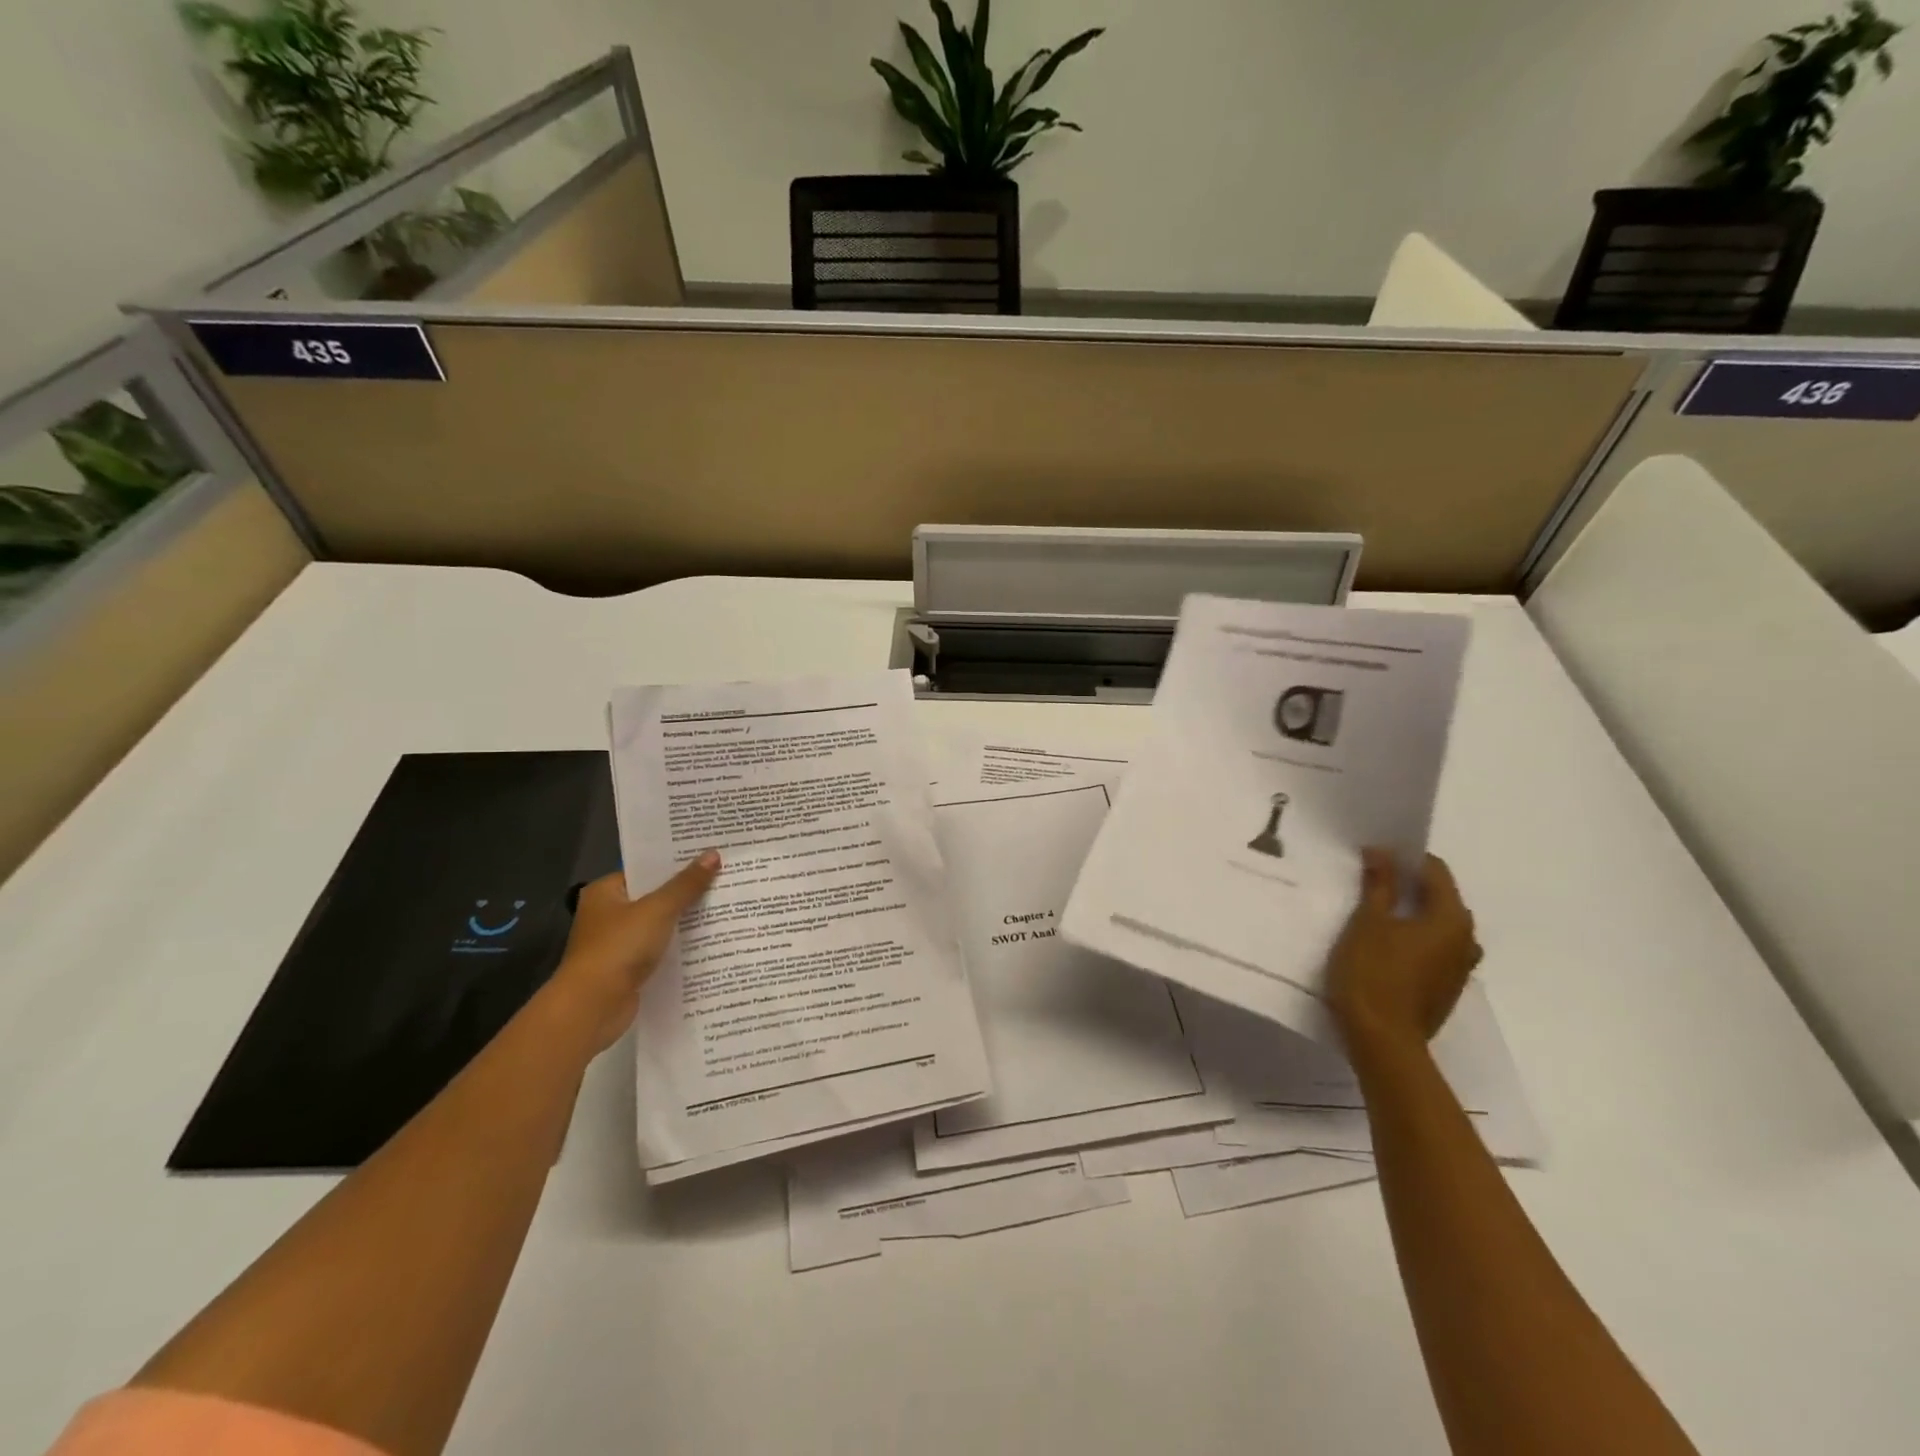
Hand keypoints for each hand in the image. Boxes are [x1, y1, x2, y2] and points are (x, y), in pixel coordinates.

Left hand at [552, 852, 720, 1052]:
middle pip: (654, 897)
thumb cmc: (619, 948)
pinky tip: (709, 941)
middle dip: (686, 892)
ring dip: (685, 921)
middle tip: (724, 879)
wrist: (593, 1006)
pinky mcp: (628, 969)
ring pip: (659, 925)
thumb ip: (686, 884)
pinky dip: (679, 947)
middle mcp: (608, 915)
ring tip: (724, 907)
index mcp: (605, 892)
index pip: (645, 870)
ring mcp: (617, 943)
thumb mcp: (658, 910)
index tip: (709, 857)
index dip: (676, 863)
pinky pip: (660, 949)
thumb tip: (713, 854)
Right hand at [1326, 848, 1480, 1053]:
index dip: (1403, 858)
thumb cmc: (1373, 973)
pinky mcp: (1446, 988)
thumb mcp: (1368, 922)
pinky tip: (1383, 942)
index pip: (1435, 871)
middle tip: (1369, 879)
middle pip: (1439, 897)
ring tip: (1374, 911)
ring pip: (1436, 925)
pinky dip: (1413, 937)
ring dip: (1411, 912)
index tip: (1372, 856)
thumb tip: (1383, 852)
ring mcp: (1459, 967)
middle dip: (1407, 884)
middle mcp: (1466, 940)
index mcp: (1452, 919)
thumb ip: (1379, 885)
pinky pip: (1433, 948)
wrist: (1382, 1040)